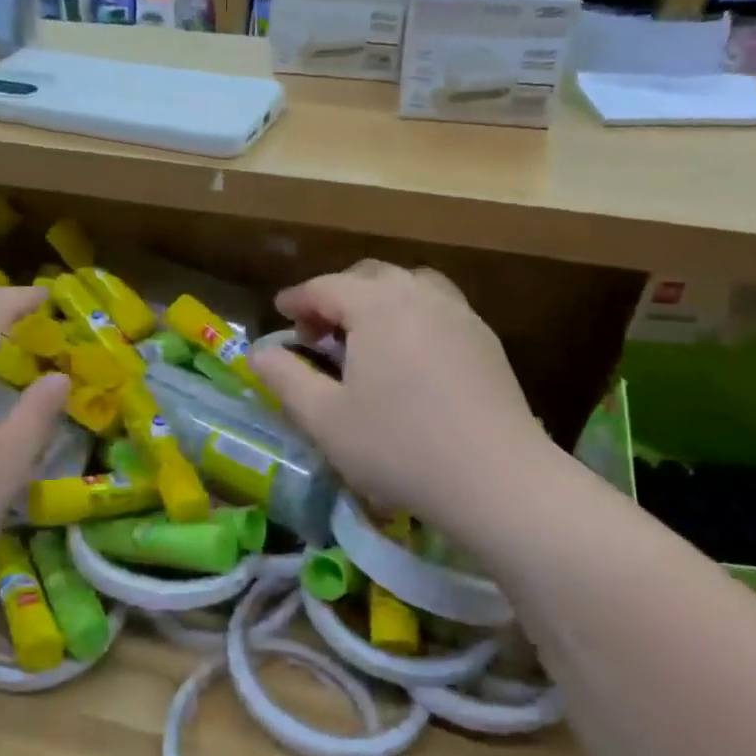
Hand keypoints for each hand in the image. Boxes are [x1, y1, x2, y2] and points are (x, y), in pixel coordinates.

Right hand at [252, 262, 555, 536]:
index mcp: (377, 306)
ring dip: (378, 299)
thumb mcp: (325, 419)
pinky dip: (412, 313)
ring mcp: (459, 314)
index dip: (297, 299)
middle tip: (318, 331)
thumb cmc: (399, 447)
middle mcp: (419, 295)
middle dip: (336, 295)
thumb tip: (258, 353)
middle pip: (369, 276)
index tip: (280, 313)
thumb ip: (285, 379)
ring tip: (365, 335)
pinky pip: (439, 306)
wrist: (498, 479)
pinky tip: (409, 354)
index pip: (325, 287)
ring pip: (409, 285)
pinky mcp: (486, 339)